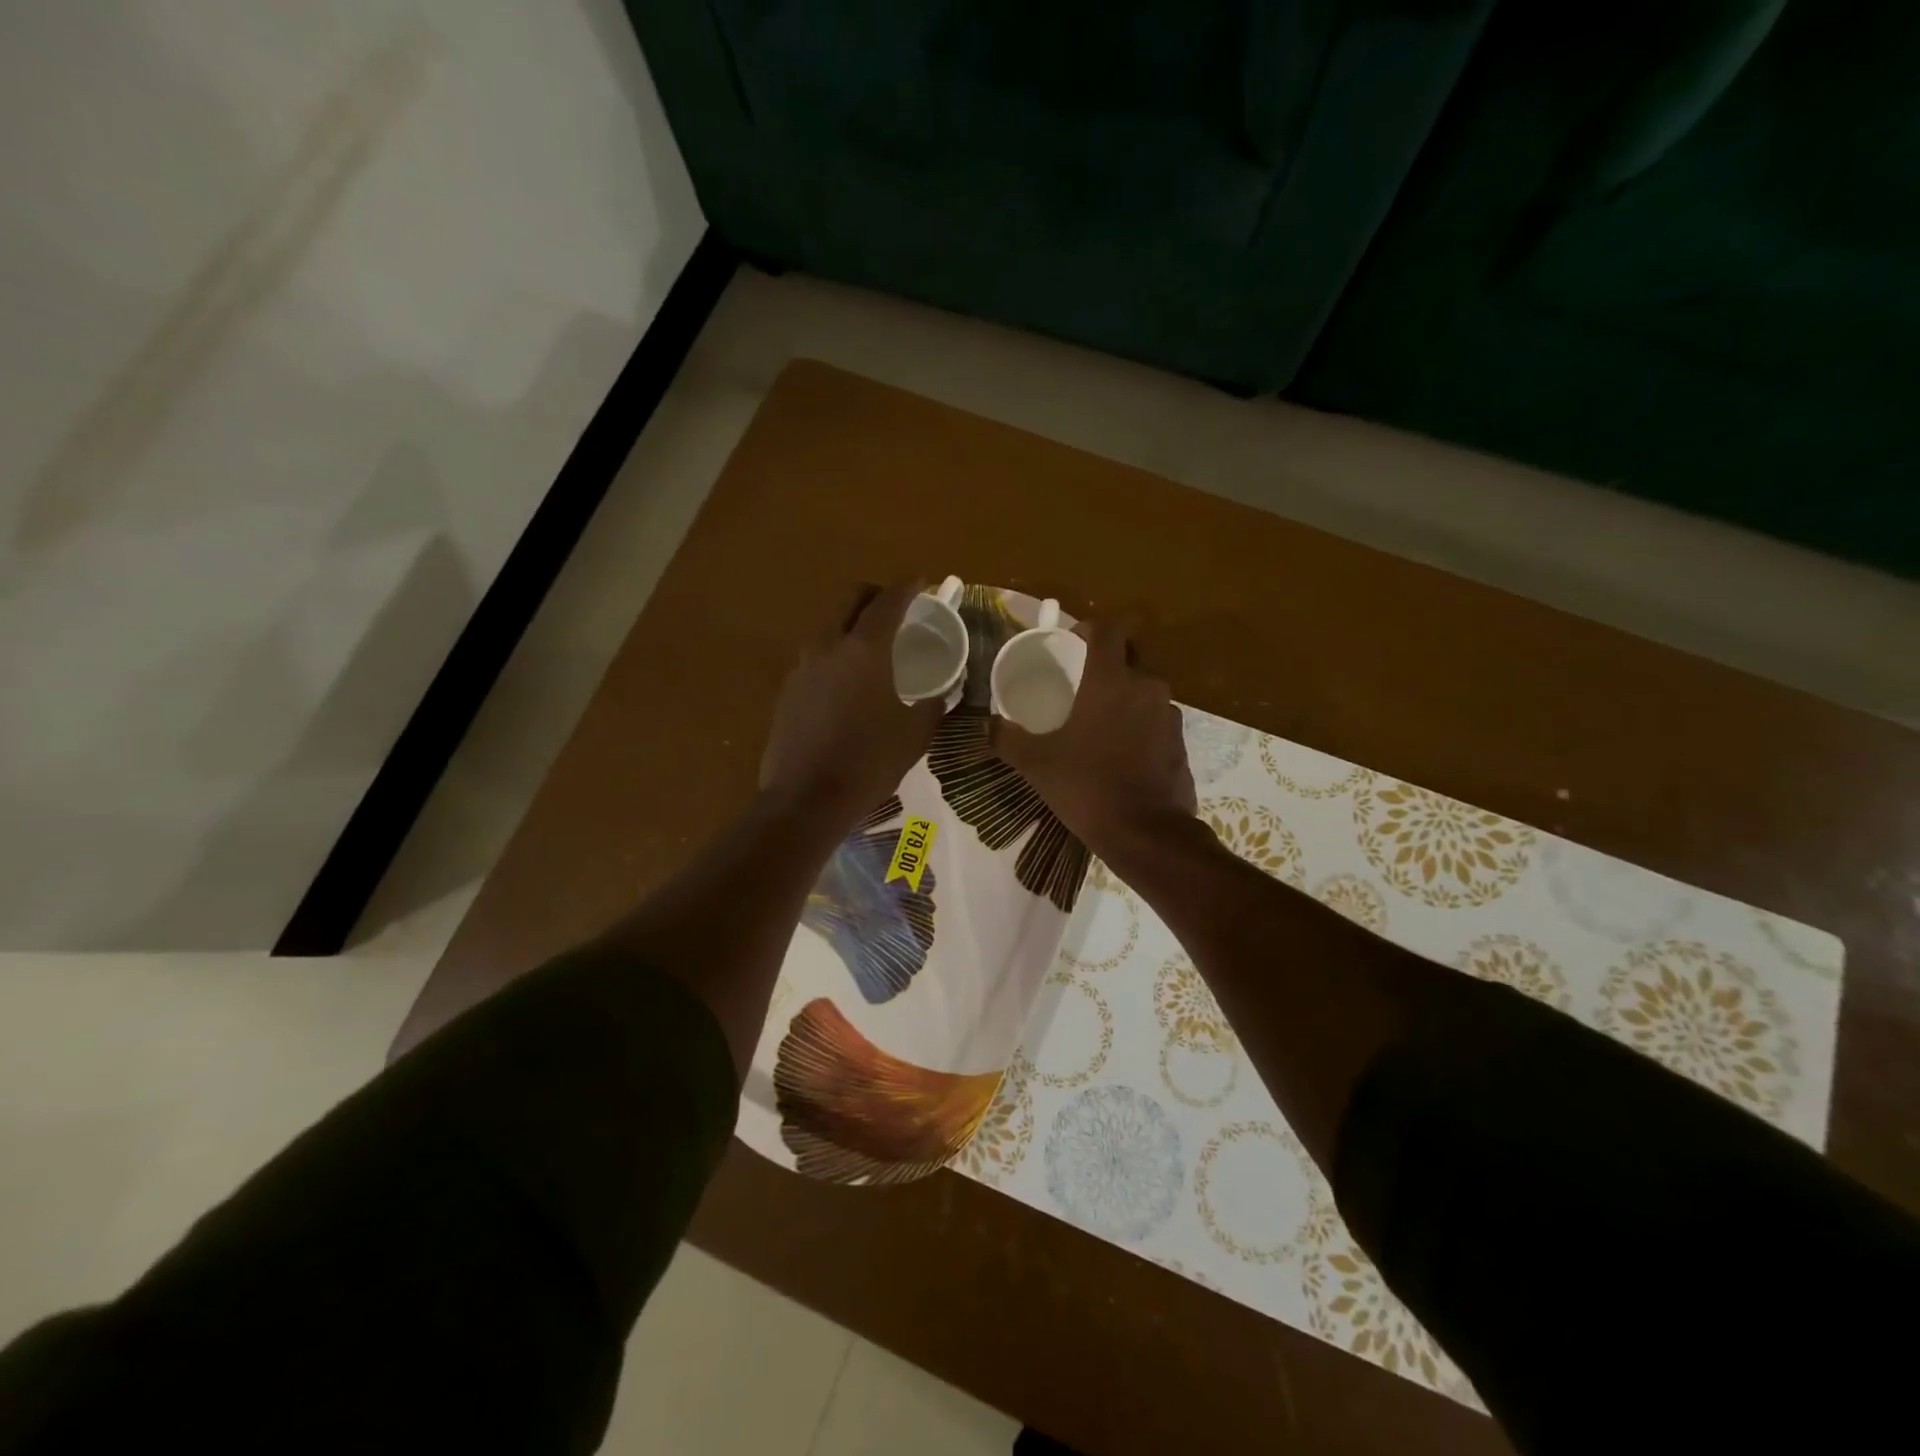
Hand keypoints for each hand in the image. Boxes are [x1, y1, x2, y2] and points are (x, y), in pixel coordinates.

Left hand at [760, 582, 943, 825]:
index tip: (921, 581)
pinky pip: (815, 658)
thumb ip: (933, 706)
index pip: (888, 601)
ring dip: (851, 624)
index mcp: (864, 649)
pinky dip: (834, 655)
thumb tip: (944, 693)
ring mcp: (801, 667)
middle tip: (895, 606)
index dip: (907, 586)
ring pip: (828, 626)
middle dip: (874, 594)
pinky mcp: (787, 691)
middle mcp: (828, 646)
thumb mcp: (914, 735)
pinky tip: (847, 684)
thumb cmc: (868, 763)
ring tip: (872, 646)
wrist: (805, 799)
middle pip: (850, 599)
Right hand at [990, 617, 1196, 860]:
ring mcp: (1169, 715)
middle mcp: (1146, 688)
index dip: (1088, 628)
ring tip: (1100, 718)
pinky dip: (1140, 723)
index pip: (1107, 630)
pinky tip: (1121, 749)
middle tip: (1082, 680)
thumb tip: (989, 724)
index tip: (1071, 641)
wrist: (1147, 834)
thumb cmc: (1088, 788)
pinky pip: (1157, 718)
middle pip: (1130, 655)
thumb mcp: (1037, 764)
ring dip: (1125, 694)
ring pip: (1145, 688)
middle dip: (1108, 660)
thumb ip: (1008, 738)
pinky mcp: (1180, 741)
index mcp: (1111, 682)